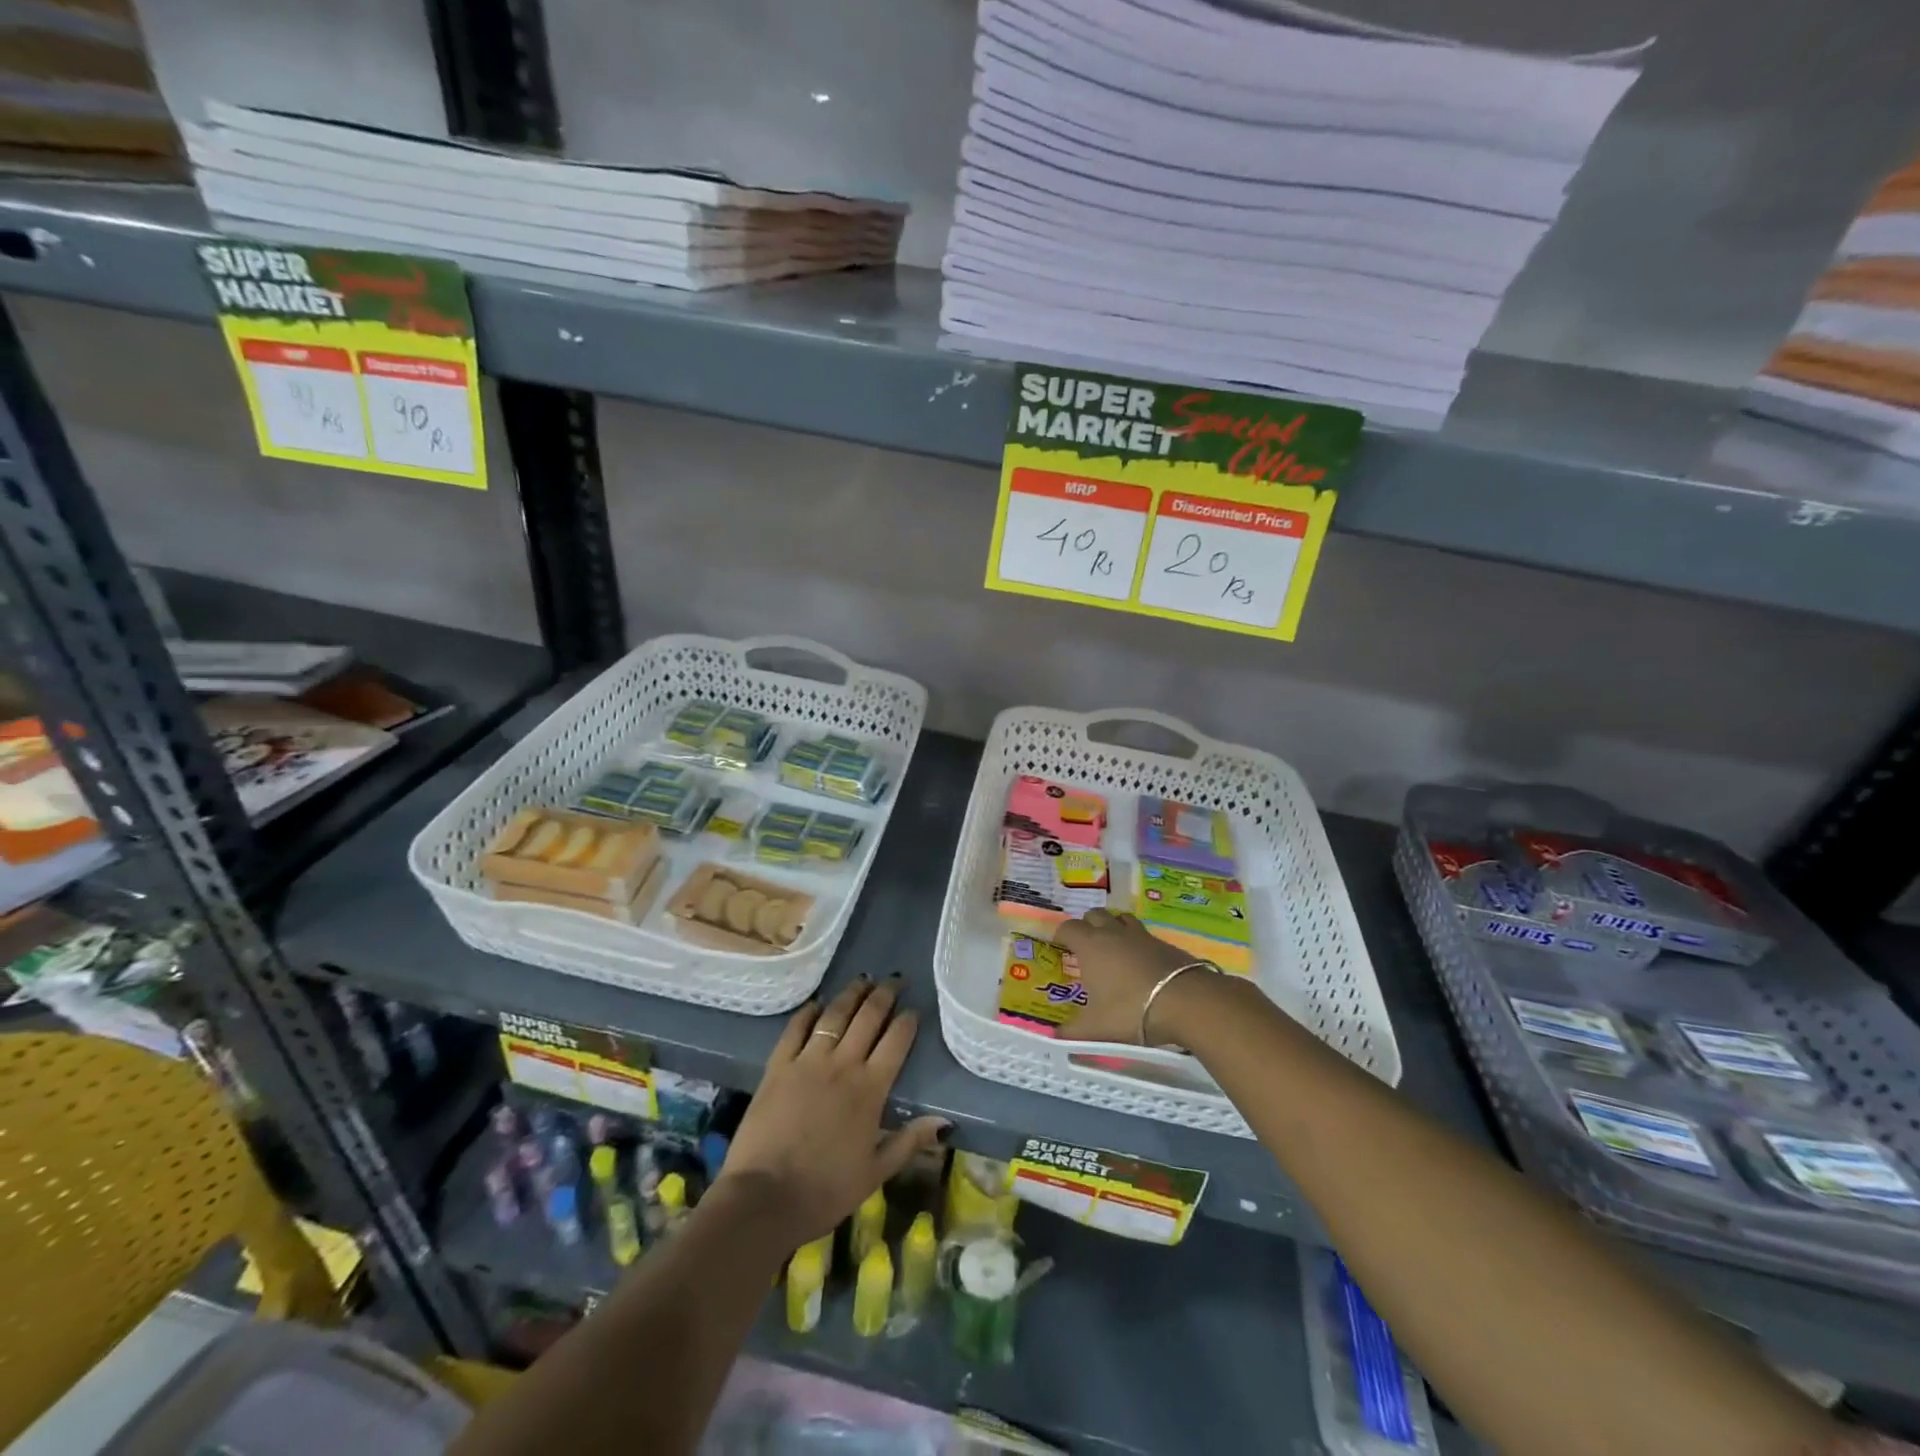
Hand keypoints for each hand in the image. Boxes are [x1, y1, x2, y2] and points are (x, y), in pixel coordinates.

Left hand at [716, 976, 948, 1246]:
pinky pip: (796, 1028)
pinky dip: (808, 1012)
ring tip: (862, 980)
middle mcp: (843, 1064)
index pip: (896, 1041)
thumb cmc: (825, 1191)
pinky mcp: (778, 1066)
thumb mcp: (875, 1173)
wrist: (764, 1198)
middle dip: (884, 994)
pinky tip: (816, 1003)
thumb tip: (945, 1121)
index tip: (914, 1009)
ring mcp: (808, 1061)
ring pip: (835, 1015)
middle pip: (868, 1017)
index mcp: (870, 1089)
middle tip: (894, 979)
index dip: (907, 1020)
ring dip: (851, 994)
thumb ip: (909, 1142)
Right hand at [1052, 908, 1199, 1044]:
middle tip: (1085, 947)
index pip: (1068, 927)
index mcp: (1090, 946)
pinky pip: (1143, 934)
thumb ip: (1073, 1032)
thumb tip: (1056, 1037)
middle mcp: (1113, 933)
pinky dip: (1137, 943)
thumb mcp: (1096, 1028)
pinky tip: (1140, 963)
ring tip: (1112, 947)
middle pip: (1094, 915)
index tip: (1059, 945)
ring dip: (1113, 927)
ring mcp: (1141, 935)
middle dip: (1087, 925)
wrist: (1186, 1002)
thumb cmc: (1130, 1010)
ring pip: (1120, 918)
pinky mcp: (1164, 943)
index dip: (1061, 934)